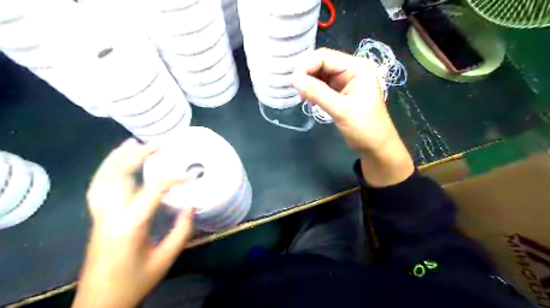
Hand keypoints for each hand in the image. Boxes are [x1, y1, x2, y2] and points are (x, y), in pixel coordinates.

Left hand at [71, 138, 194, 307]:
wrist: (99, 302)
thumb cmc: (135, 281)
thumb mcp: (165, 258)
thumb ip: (182, 230)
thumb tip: (192, 206)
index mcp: (130, 224)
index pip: (153, 189)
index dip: (175, 178)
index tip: (194, 174)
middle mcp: (110, 214)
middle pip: (118, 174)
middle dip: (139, 154)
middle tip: (159, 144)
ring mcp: (99, 214)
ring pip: (102, 176)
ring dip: (118, 156)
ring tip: (134, 143)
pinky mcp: (96, 217)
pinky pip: (98, 186)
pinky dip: (107, 169)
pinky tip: (117, 163)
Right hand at [292, 49, 412, 185]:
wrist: (376, 147)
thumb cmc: (364, 127)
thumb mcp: (341, 109)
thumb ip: (317, 93)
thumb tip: (293, 79)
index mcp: (357, 67)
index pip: (325, 57)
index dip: (307, 66)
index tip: (293, 82)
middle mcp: (351, 69)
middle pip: (322, 63)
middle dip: (307, 74)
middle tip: (295, 90)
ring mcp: (346, 81)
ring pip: (321, 75)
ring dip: (309, 83)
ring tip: (301, 97)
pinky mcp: (341, 92)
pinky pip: (323, 86)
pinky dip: (313, 91)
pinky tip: (307, 100)